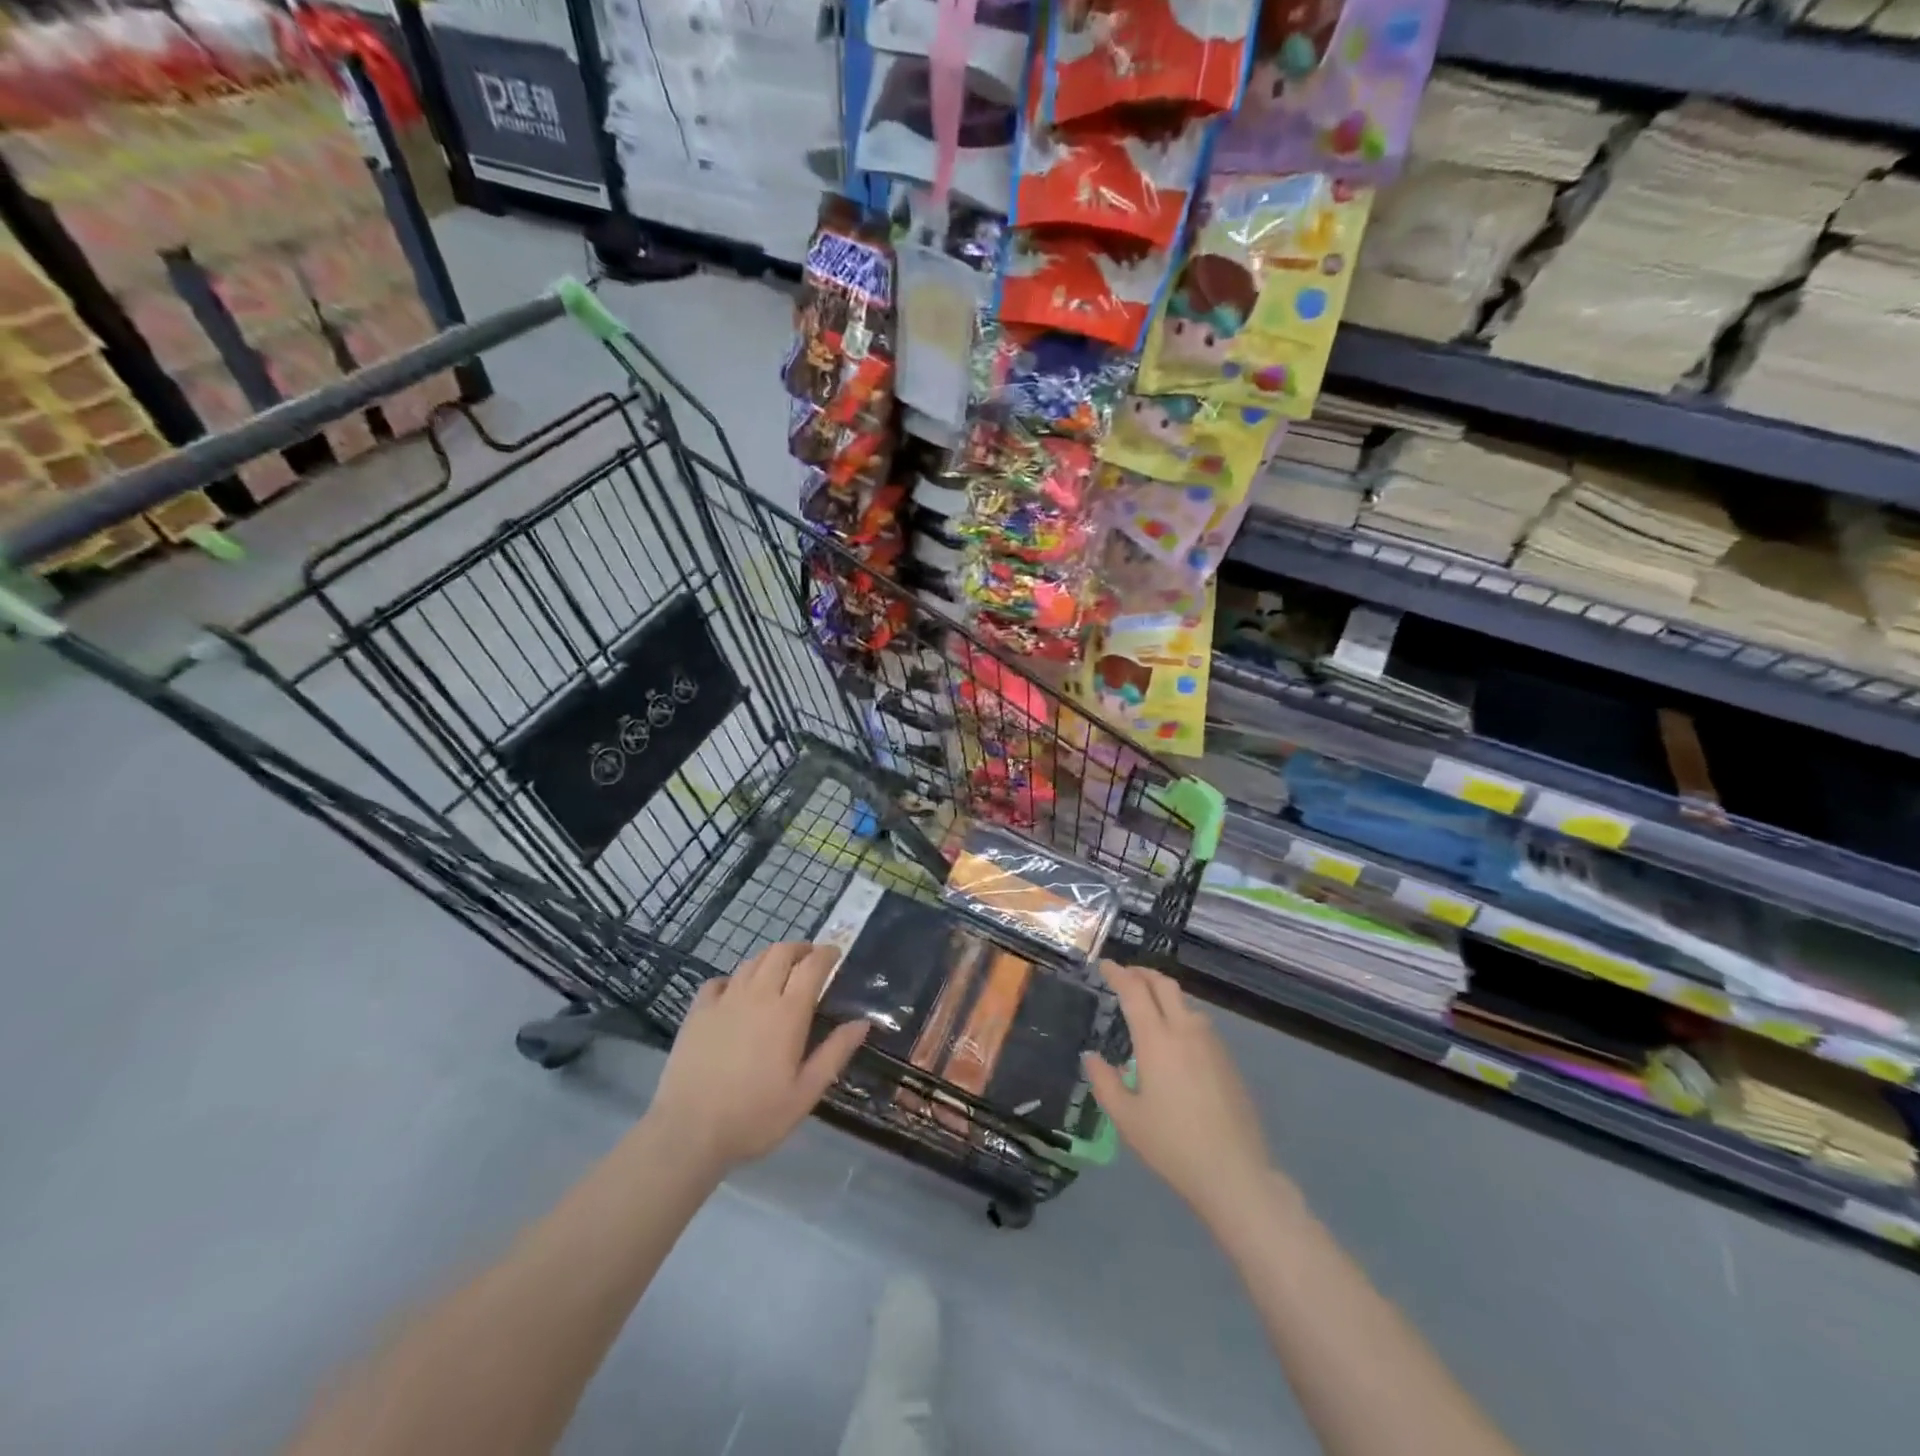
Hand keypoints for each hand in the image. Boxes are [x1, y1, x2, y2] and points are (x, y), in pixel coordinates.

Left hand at [646, 942, 869, 1173]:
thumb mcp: (805, 1093)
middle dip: (800, 948)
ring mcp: (724, 1001)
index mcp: (788, 1013)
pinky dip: (734, 979)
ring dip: (771, 959)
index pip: (812, 966)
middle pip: (781, 952)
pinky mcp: (697, 1012)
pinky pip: (719, 981)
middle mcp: (758, 996)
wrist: (688, 1132)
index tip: (836, 954)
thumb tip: (862, 1022)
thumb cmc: (755, 1116)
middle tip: (810, 959)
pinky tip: (736, 993)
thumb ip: (835, 1053)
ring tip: (779, 971)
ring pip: (751, 962)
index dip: (827, 954)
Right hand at [1083, 962, 1277, 1225]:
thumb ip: (1104, 1082)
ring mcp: (1211, 1044)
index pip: (1134, 991)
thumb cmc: (1172, 1145)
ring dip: (1163, 994)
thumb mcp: (1126, 1118)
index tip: (1104, 965)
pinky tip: (1174, 1040)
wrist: (1235, 1173)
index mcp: (1156, 1040)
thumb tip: (1091, 1056)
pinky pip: (1200, 1024)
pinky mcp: (1228, 1061)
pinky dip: (1180, 1016)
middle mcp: (1185, 1031)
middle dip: (1143, 973)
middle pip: (1164, 985)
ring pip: (1185, 1003)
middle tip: (1125, 975)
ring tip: (1148, 1007)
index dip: (1117, 973)